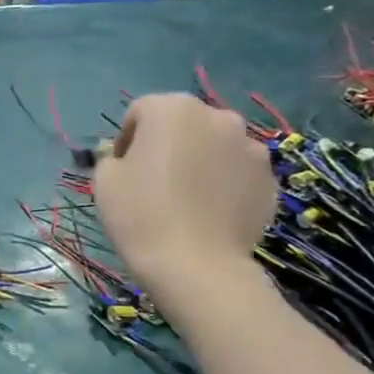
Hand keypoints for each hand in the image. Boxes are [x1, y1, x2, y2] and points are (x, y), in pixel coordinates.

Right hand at [94, 93, 276, 302]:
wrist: (195, 264)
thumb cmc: (141, 214)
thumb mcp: (104, 181)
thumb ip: (112, 158)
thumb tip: (127, 158)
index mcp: (173, 109)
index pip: (141, 111)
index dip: (126, 139)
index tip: (122, 169)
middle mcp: (218, 117)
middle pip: (184, 123)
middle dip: (168, 144)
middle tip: (154, 180)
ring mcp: (251, 146)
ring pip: (215, 146)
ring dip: (199, 161)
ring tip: (186, 198)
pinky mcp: (269, 178)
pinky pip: (237, 172)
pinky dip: (223, 184)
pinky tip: (209, 213)